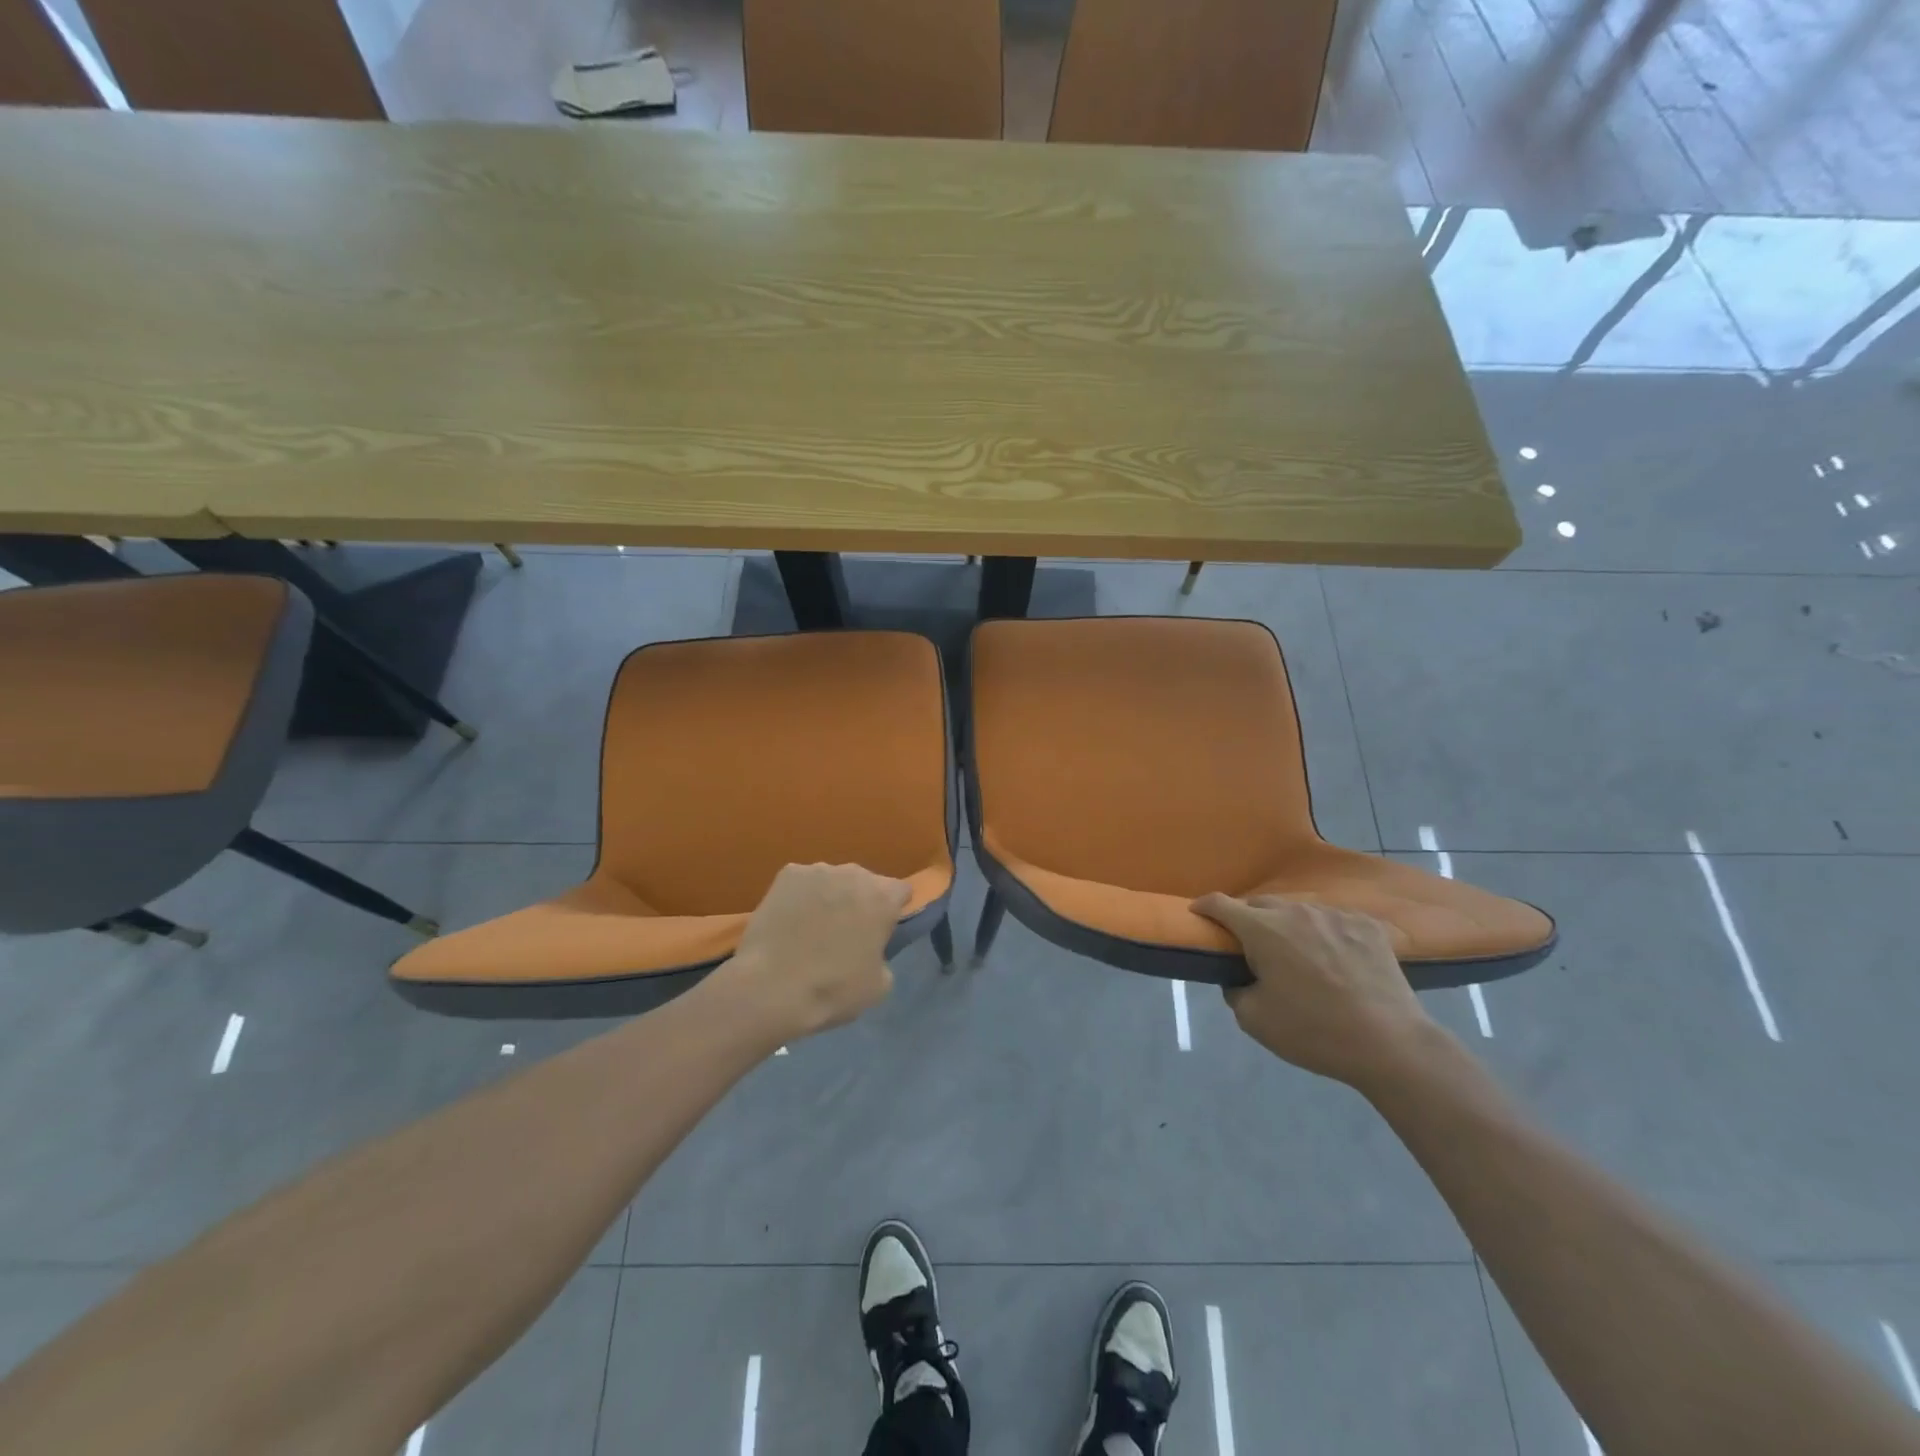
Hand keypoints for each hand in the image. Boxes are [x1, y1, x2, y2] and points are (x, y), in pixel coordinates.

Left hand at [715, 863, 910, 1043]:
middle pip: (866, 882)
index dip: (893, 911)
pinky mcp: (787, 874)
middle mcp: (855, 873)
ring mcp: (818, 870)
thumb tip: (871, 950)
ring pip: (833, 880)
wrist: (771, 987)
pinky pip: (802, 882)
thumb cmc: (833, 989)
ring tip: (812, 928)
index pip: (901, 891)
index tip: (881, 932)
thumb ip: (884, 956)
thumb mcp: (879, 986)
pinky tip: (790, 921)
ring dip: (831, 897)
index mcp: (883, 897)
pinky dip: (800, 897)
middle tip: (846, 932)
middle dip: (861, 901)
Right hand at [1191, 894, 1441, 1088]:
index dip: (1204, 907)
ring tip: (1297, 954)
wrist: (1390, 1045)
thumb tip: (1240, 978)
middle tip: (1252, 948)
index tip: (1198, 914)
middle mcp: (1296, 912)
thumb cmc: (1314, 1032)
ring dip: (1289, 926)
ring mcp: (1335, 915)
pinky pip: (1334, 921)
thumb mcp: (1254, 1020)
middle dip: (1249, 920)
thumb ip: (1235, 990)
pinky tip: (1335, 959)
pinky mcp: (1368, 926)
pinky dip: (1325, 934)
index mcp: (1262, 930)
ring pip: (1299, 911)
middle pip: (1260, 905)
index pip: (1220, 904)